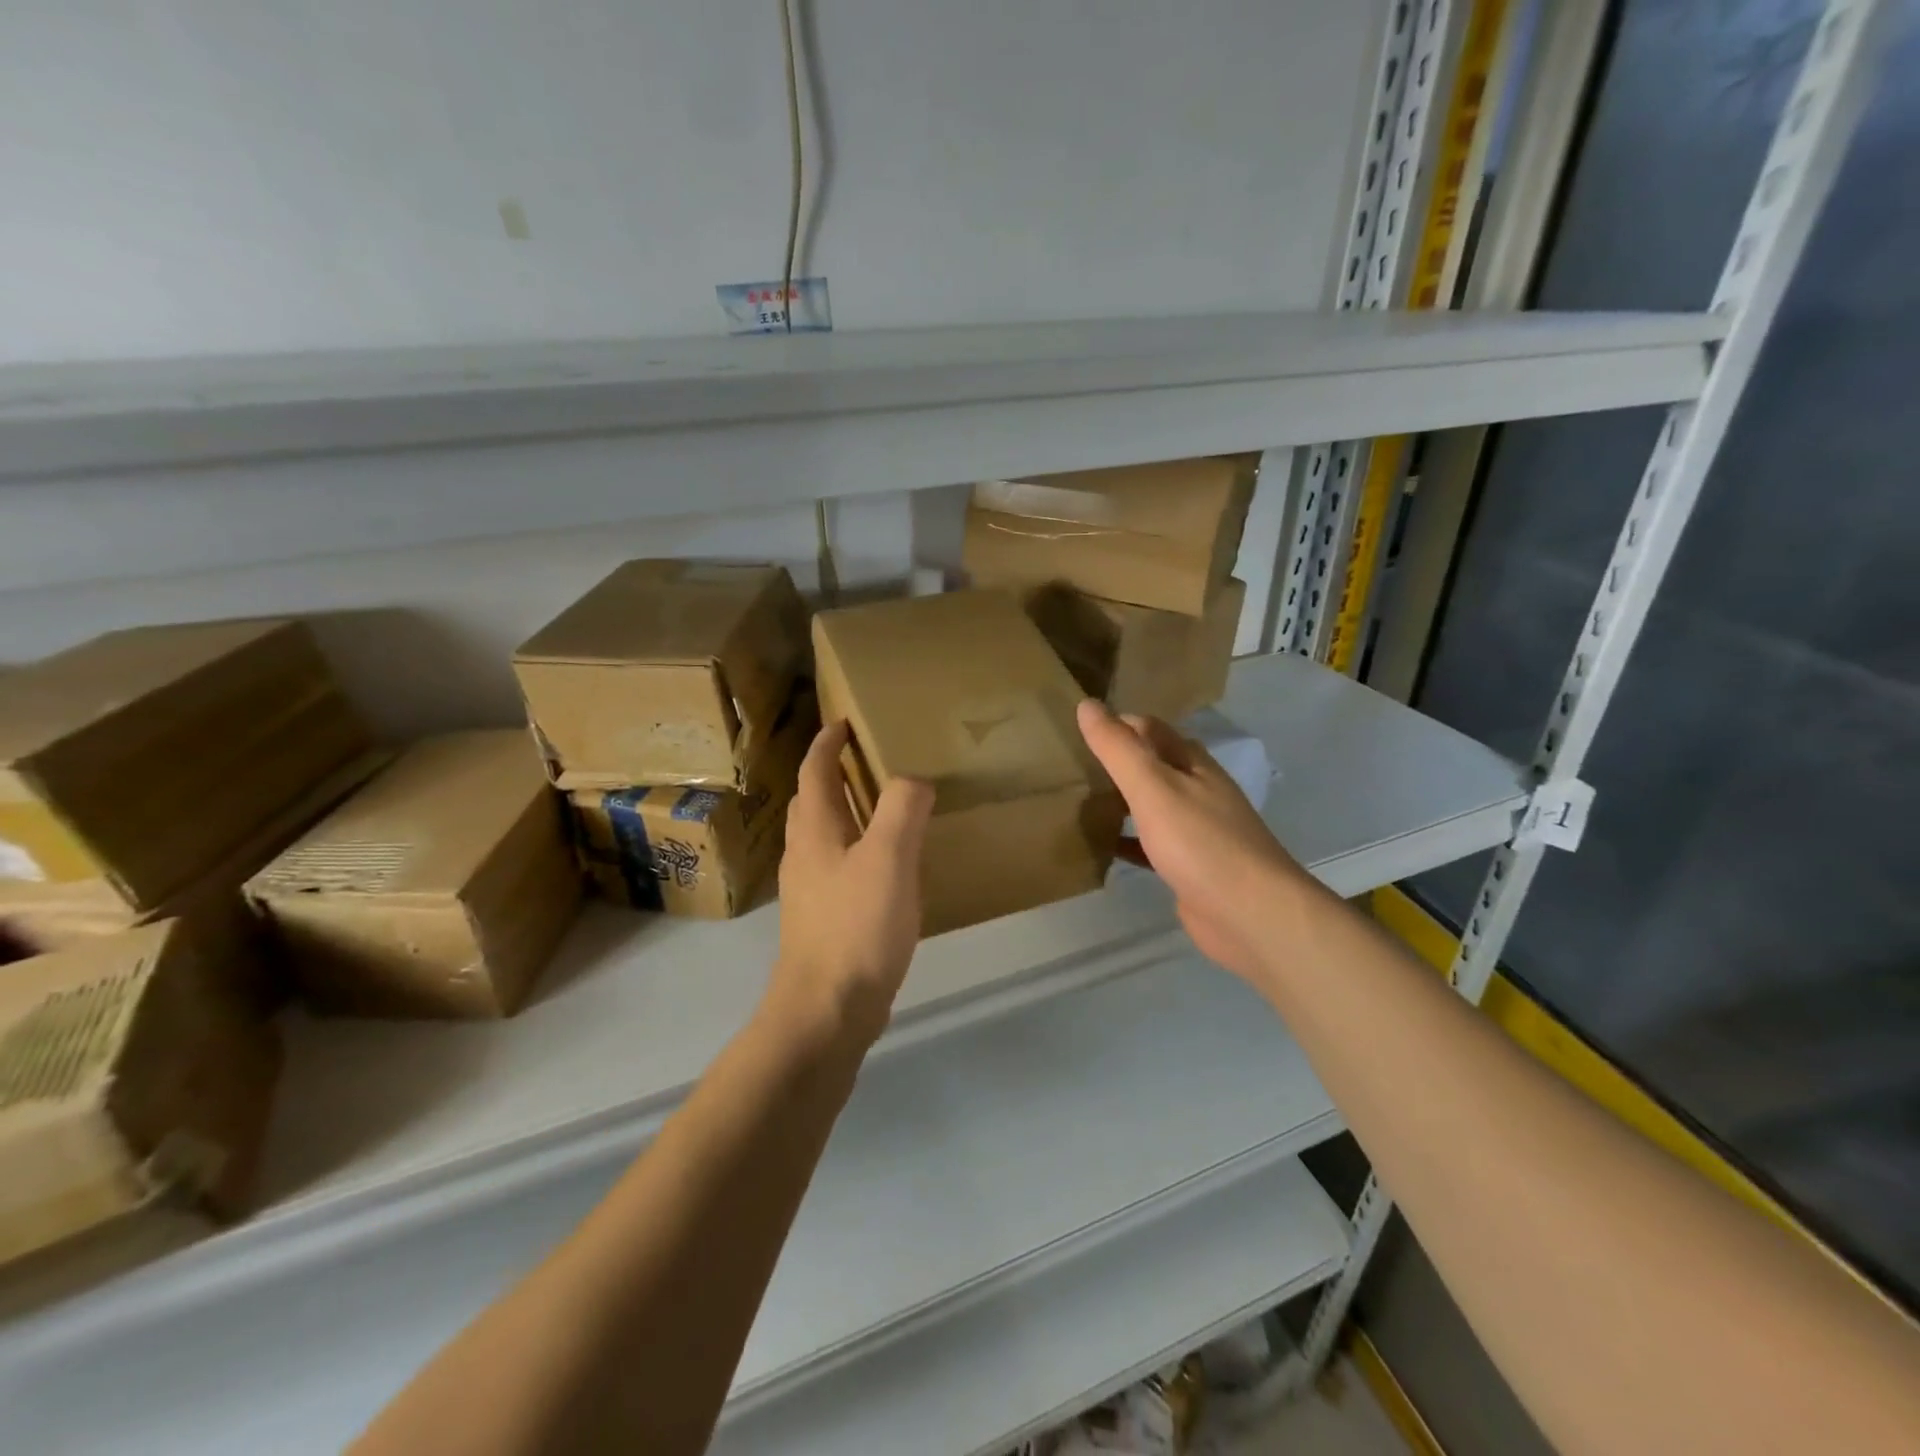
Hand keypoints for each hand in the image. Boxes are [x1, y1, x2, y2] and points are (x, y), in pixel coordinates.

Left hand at [771, 720, 934, 1048]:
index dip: (827, 743)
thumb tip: (913, 779)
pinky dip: (855, 846)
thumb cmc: (856, 926)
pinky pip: (836, 864)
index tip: (843, 721)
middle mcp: (804, 853)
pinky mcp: (822, 917)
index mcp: (815, 830)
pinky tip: (884, 865)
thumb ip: (902, 810)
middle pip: (811, 800)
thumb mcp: (889, 859)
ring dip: (843, 810)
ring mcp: (809, 888)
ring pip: (822, 834)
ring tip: (880, 806)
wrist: (827, 1008)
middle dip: (831, 773)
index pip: (814, 771)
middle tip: (866, 759)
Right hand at [1077, 699, 1303, 985]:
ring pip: (1151, 805)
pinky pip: (1151, 844)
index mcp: (1193, 764)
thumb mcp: (1153, 787)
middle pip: (1152, 765)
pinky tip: (1102, 846)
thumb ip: (1119, 749)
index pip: (1151, 729)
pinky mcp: (1189, 866)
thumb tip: (1087, 705)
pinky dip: (1127, 840)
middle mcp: (1198, 790)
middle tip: (1070, 765)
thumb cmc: (1201, 844)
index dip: (1117, 724)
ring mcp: (1196, 830)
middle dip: (1116, 762)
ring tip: (1078, 799)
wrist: (1250, 914)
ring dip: (1121, 800)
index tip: (1076, 729)